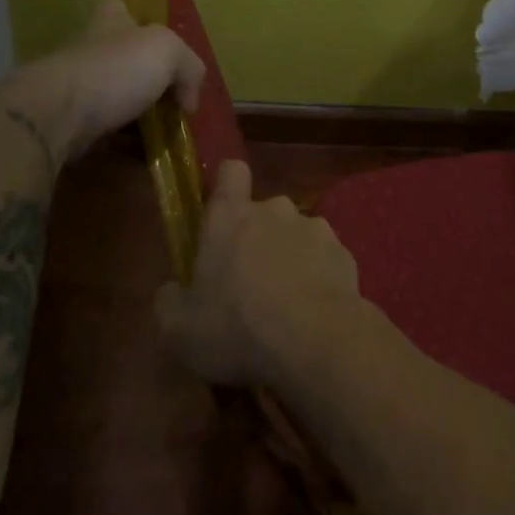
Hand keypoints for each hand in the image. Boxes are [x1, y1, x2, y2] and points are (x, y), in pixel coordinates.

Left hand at [6, 0, 205, 159]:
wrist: (57, 115)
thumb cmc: (115, 71)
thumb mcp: (168, 53)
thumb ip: (189, 68)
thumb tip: (188, 100)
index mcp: (111, 22)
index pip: (122, 9)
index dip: (140, 23)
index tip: (161, 49)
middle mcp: (91, 50)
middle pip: (124, 59)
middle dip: (148, 80)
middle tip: (175, 103)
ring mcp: (77, 88)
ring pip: (116, 99)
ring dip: (138, 117)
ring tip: (166, 137)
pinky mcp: (70, 123)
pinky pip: (106, 133)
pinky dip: (124, 145)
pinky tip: (144, 157)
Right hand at [156, 161, 367, 386]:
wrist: (316, 342)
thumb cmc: (237, 328)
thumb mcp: (179, 329)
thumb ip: (170, 301)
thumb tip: (173, 290)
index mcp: (230, 218)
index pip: (231, 172)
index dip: (227, 188)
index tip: (223, 216)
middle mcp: (275, 211)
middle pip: (264, 213)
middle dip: (259, 239)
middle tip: (250, 284)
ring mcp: (316, 229)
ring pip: (297, 236)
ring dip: (291, 259)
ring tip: (287, 305)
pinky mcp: (345, 253)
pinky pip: (325, 259)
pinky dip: (319, 278)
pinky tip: (314, 313)